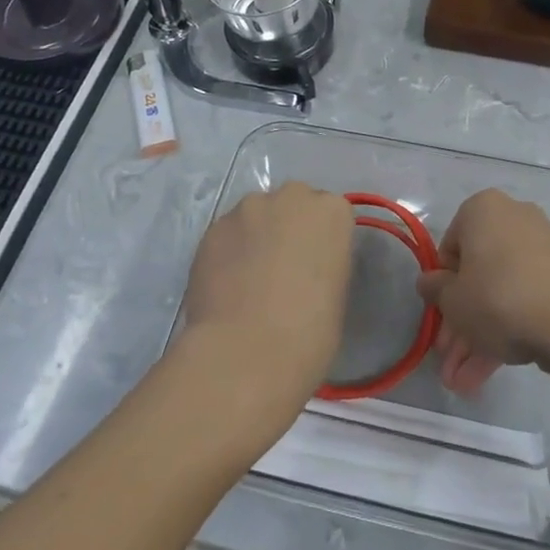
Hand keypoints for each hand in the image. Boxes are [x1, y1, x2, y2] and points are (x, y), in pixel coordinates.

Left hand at [177, 182, 353, 430]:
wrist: (246, 352)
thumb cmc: (309, 331)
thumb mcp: (336, 293)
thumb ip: (324, 263)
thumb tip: (305, 267)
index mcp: (331, 212)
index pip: (331, 213)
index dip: (323, 240)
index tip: (317, 266)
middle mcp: (290, 197)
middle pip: (293, 204)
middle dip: (289, 227)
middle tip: (284, 268)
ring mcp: (247, 209)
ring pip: (256, 215)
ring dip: (256, 236)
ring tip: (249, 278)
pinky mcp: (212, 228)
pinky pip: (227, 234)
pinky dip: (229, 252)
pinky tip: (226, 285)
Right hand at [416, 189, 549, 395]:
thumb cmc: (498, 299)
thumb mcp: (452, 300)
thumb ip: (434, 289)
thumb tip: (429, 282)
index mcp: (482, 209)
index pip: (449, 248)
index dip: (442, 287)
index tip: (440, 318)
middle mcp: (513, 218)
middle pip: (477, 274)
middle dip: (460, 321)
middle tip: (450, 359)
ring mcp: (541, 247)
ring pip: (500, 292)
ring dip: (479, 334)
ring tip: (464, 382)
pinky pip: (524, 298)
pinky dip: (508, 328)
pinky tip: (490, 370)